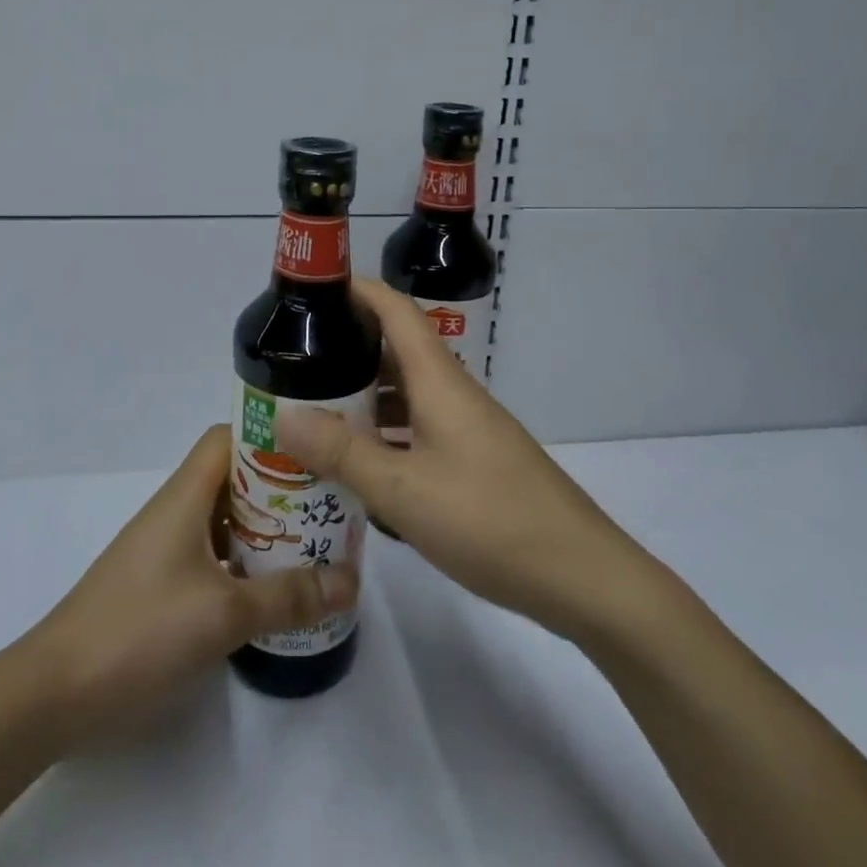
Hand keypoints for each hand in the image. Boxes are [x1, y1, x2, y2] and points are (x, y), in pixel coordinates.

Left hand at [25, 424, 357, 736]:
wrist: (54, 692)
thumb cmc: (140, 631)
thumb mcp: (223, 614)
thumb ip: (288, 596)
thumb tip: (350, 581)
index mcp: (185, 496)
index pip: (229, 438)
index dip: (270, 437)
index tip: (315, 453)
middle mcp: (175, 511)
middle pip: (233, 479)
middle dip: (280, 489)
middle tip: (328, 507)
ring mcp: (165, 549)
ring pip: (224, 520)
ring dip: (265, 529)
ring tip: (313, 547)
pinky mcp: (160, 585)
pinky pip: (212, 556)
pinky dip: (243, 563)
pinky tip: (270, 592)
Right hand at [274, 277, 633, 641]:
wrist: (581, 576)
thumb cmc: (489, 520)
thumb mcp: (403, 490)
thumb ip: (343, 453)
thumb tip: (284, 414)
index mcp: (439, 382)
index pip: (397, 310)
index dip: (359, 290)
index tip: (313, 290)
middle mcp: (454, 394)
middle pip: (398, 349)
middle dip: (349, 346)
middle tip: (295, 360)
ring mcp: (468, 428)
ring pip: (408, 392)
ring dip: (366, 393)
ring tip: (316, 409)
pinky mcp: (476, 459)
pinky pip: (420, 427)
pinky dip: (387, 431)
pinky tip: (362, 460)